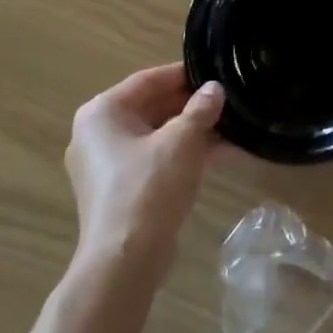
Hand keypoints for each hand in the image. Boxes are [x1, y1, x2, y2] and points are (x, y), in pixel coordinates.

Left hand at [65, 63, 223, 274]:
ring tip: (234, 127)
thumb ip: (200, 109)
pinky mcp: (119, 191)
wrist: (125, 261)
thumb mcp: (182, 140)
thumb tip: (215, 89)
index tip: (217, 71)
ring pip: (156, 136)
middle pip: (152, 107)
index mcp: (102, 112)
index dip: (185, 74)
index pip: (149, 80)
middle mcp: (97, 133)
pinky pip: (154, 160)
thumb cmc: (149, 187)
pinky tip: (221, 154)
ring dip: (193, 132)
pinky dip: (183, 155)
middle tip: (229, 100)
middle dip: (192, 106)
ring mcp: (106, 165)